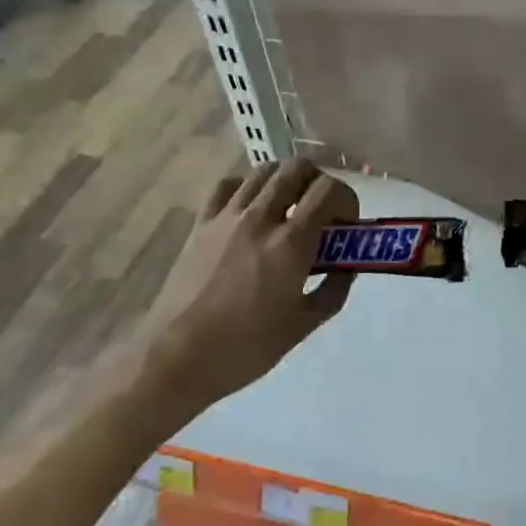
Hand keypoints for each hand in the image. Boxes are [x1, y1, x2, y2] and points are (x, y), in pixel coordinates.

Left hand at [140, 158, 358, 408]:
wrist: (178, 357)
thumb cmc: (246, 347)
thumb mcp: (303, 325)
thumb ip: (333, 290)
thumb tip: (347, 267)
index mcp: (291, 243)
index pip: (328, 190)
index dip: (346, 199)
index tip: (346, 223)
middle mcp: (261, 218)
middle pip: (296, 168)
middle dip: (318, 182)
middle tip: (320, 210)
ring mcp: (227, 217)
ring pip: (263, 171)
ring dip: (285, 181)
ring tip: (288, 208)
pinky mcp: (201, 224)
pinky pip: (227, 186)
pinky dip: (246, 187)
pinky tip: (250, 208)